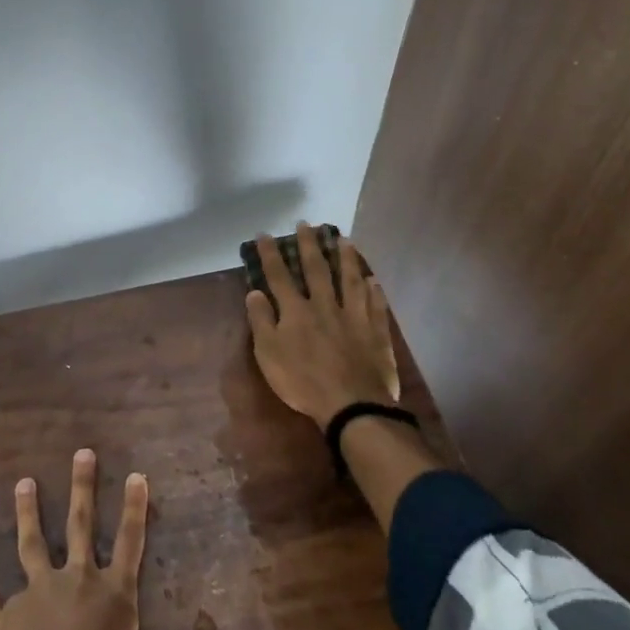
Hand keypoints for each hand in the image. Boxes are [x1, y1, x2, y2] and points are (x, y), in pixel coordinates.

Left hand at [0, 449, 188, 629]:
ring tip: (24, 482)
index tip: (136, 475)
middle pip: (82, 524)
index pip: (130, 543)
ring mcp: (41, 590)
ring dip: (28, 511)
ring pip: (34, 542)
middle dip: (83, 487)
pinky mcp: (12, 612)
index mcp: (112, 594)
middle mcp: (78, 580)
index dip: (134, 509)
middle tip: (82, 453)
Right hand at [245, 223, 400, 428]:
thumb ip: (261, 321)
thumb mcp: (268, 355)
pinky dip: (374, 292)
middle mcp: (325, 305)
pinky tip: (374, 280)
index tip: (265, 233)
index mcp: (296, 311)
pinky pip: (375, 306)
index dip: (271, 254)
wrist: (352, 405)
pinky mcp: (375, 333)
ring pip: (351, 280)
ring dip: (346, 258)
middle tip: (307, 224)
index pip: (279, 276)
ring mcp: (354, 317)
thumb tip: (254, 291)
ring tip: (344, 239)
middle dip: (309, 245)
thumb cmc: (303, 382)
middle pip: (317, 269)